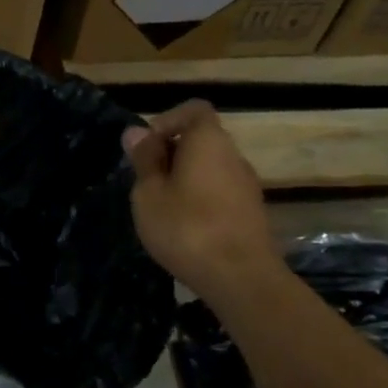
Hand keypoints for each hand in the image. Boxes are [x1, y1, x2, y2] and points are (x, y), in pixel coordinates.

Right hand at [122, 101, 277, 288]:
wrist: (240, 277)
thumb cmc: (186, 227)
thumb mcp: (149, 193)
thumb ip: (144, 160)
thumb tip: (136, 132)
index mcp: (209, 141)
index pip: (193, 110)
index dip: (166, 121)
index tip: (145, 148)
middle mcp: (234, 156)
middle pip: (201, 140)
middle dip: (171, 154)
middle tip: (145, 182)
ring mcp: (247, 185)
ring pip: (210, 168)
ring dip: (184, 179)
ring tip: (161, 208)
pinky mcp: (251, 212)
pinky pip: (220, 192)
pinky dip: (200, 199)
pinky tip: (184, 227)